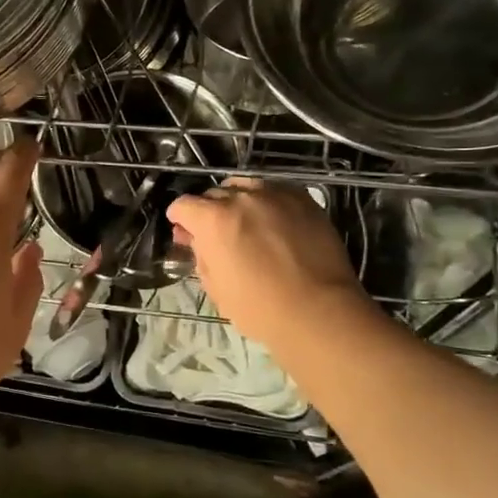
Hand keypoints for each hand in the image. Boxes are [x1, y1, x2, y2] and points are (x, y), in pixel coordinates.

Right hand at [167, 180, 379, 351]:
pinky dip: (266, 202)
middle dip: (208, 211)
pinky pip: (275, 191)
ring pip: (245, 187)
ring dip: (238, 202)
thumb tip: (197, 240)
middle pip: (213, 194)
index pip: (183, 205)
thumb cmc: (259, 307)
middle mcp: (242, 198)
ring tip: (245, 224)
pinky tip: (273, 222)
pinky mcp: (303, 199)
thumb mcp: (215, 286)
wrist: (319, 310)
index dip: (179, 219)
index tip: (183, 232)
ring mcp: (276, 194)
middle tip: (214, 234)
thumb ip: (200, 255)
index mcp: (213, 219)